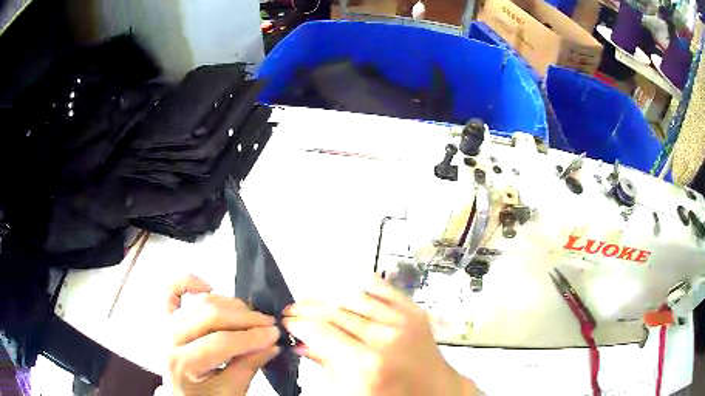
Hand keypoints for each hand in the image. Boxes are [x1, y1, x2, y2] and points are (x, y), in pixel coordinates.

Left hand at [157, 275, 280, 395]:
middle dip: (245, 318)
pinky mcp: (164, 316)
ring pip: (201, 302)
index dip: (251, 336)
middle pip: (211, 315)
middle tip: (268, 324)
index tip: (274, 335)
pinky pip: (171, 290)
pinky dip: (187, 282)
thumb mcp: (230, 391)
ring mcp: (164, 324)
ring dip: (230, 303)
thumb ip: (249, 366)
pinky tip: (208, 286)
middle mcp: (169, 338)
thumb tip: (271, 343)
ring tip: (250, 315)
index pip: (221, 342)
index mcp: (182, 363)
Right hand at [282, 276, 478, 395]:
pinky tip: (341, 291)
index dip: (298, 323)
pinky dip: (357, 286)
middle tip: (292, 311)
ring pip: (353, 296)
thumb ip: (323, 362)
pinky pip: (379, 287)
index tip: (286, 322)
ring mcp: (403, 319)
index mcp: (367, 363)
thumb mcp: (349, 390)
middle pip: (334, 311)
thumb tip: (299, 341)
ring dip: (327, 298)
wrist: (433, 390)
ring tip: (313, 305)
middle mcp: (385, 336)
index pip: (321, 331)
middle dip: (306, 309)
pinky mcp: (413, 309)